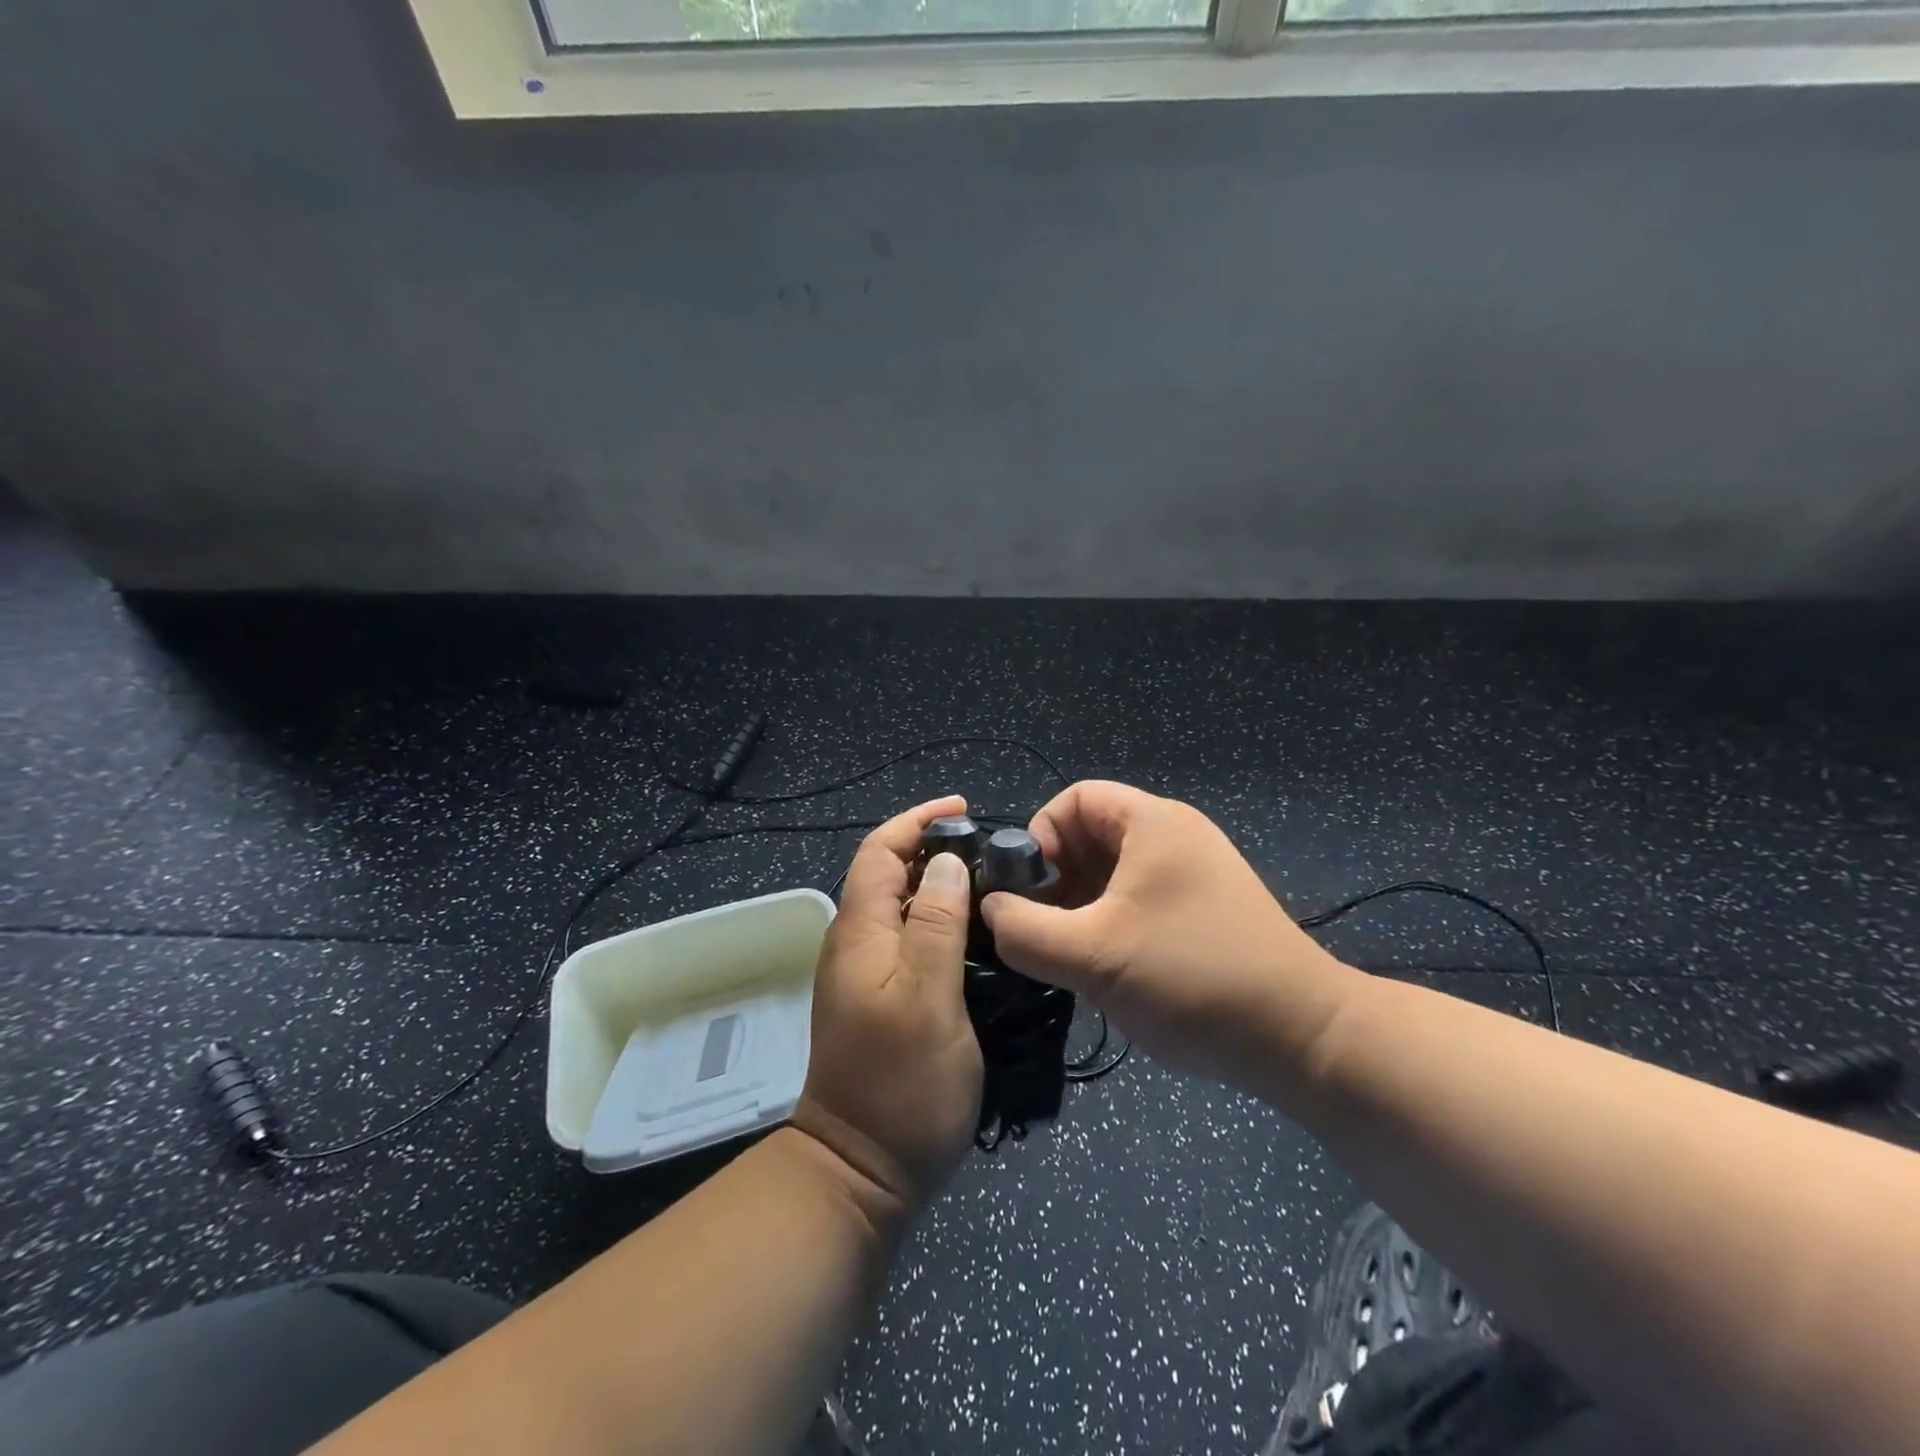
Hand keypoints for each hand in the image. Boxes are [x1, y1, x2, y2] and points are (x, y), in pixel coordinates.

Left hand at [790, 795, 982, 1224]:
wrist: (860, 1172)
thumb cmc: (900, 1083)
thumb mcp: (928, 997)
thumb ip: (935, 923)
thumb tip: (947, 862)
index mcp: (859, 932)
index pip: (879, 851)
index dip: (916, 822)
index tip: (963, 808)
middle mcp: (855, 944)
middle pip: (887, 873)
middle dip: (932, 848)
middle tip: (991, 848)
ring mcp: (865, 974)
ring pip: (900, 906)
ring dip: (939, 884)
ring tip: (993, 882)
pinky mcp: (881, 999)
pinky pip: (908, 938)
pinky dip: (939, 920)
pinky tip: (977, 935)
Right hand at [979, 781, 1359, 1097]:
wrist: (1304, 1039)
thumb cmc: (1192, 979)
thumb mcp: (1092, 956)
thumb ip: (1025, 931)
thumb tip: (990, 910)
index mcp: (1152, 823)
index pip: (1074, 798)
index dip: (1039, 836)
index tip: (1027, 891)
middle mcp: (1175, 836)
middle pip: (1091, 834)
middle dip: (1056, 877)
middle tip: (1041, 929)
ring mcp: (1194, 874)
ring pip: (1113, 871)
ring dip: (1080, 905)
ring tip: (1068, 954)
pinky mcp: (1205, 910)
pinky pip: (1139, 898)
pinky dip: (1109, 921)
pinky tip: (1104, 966)